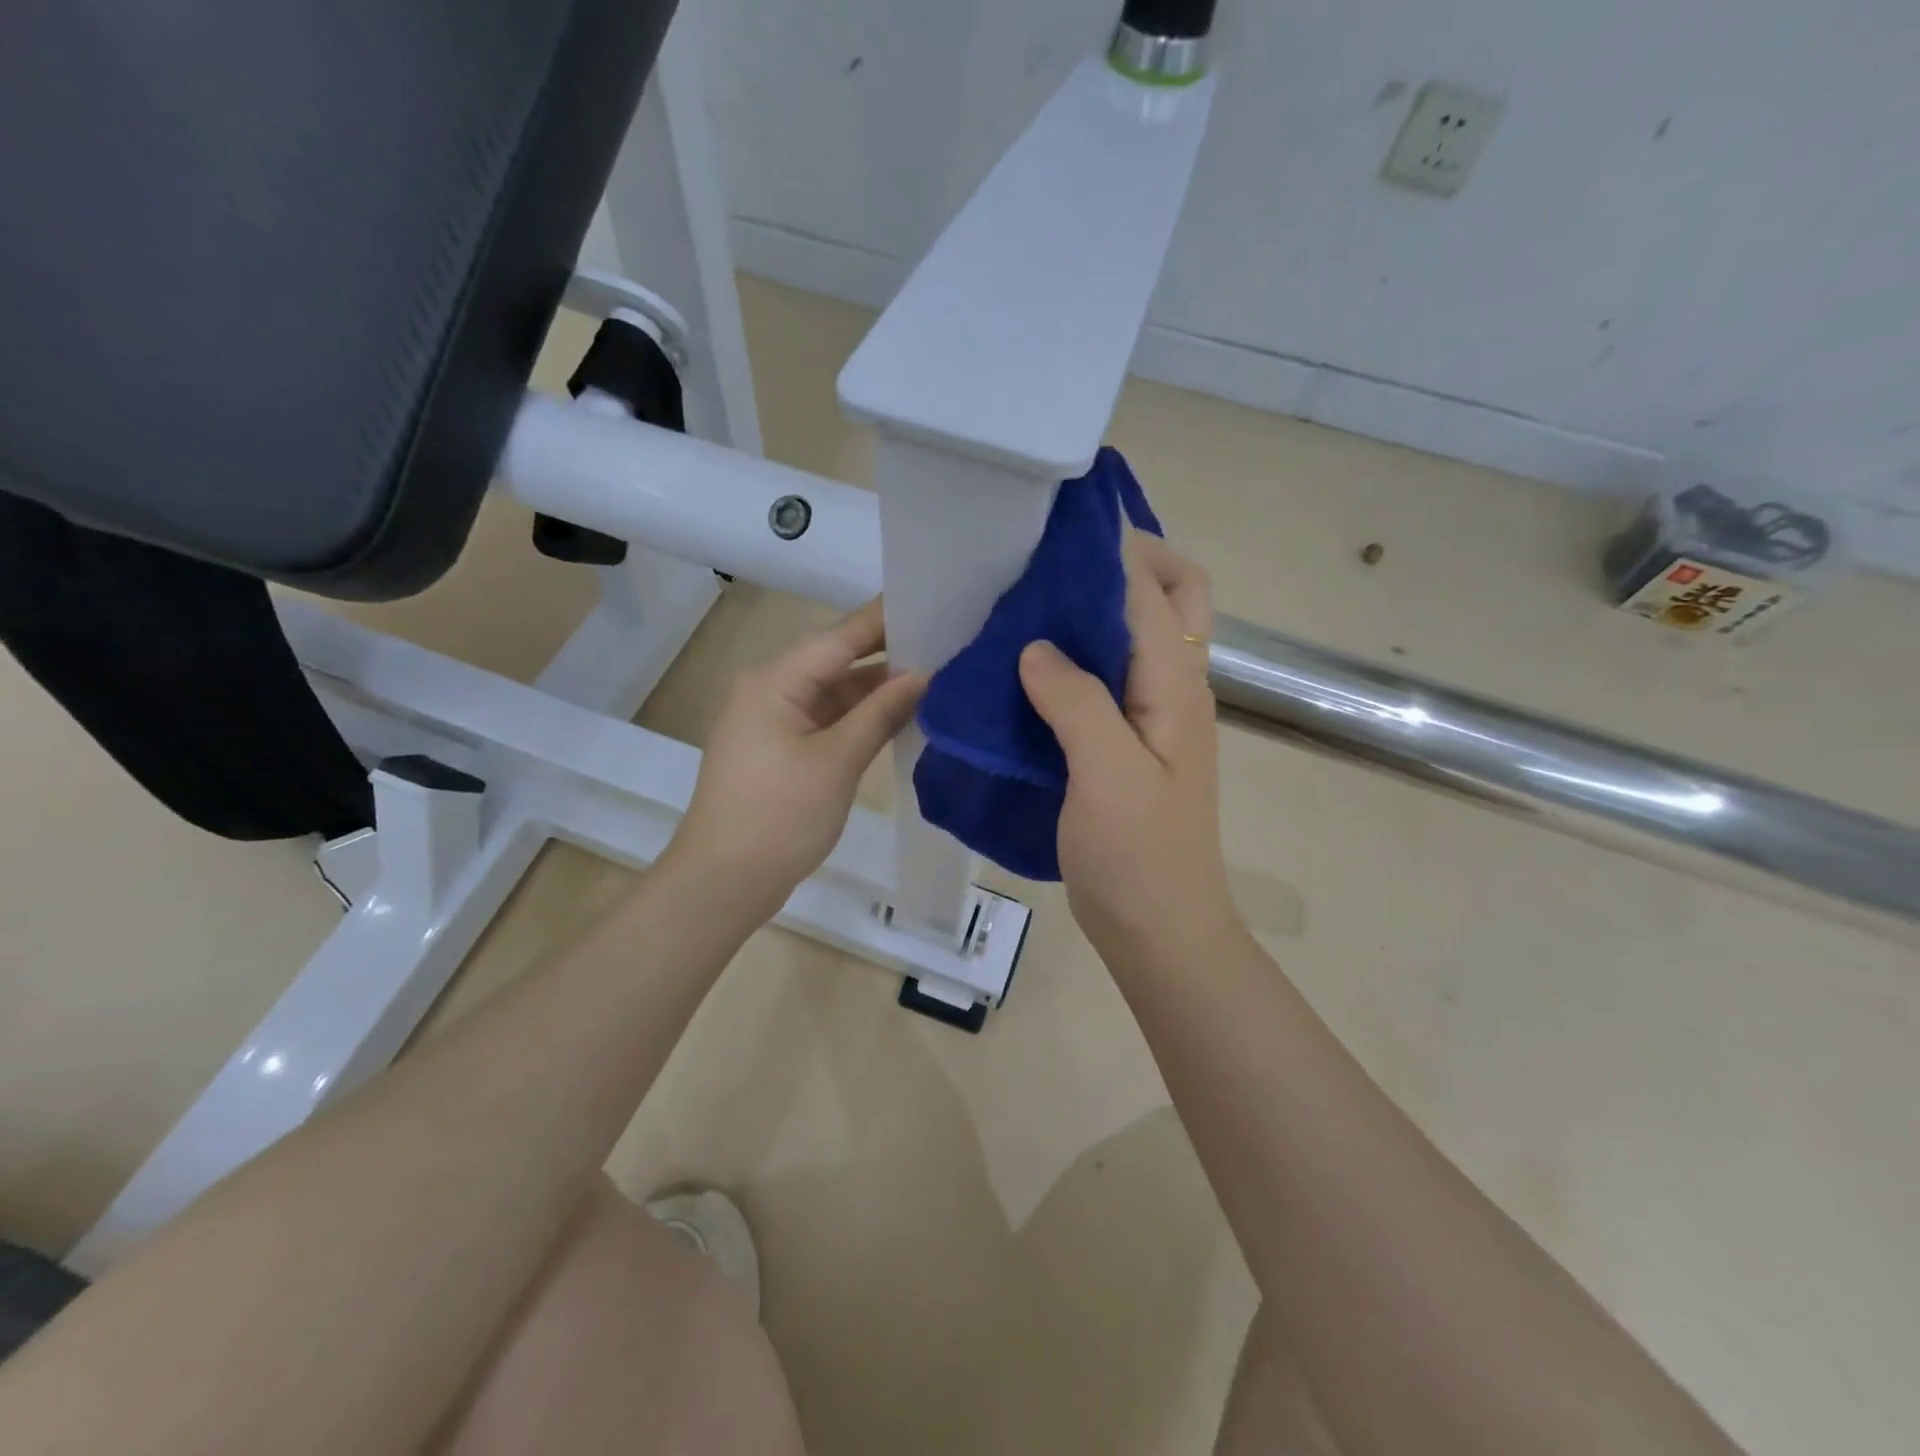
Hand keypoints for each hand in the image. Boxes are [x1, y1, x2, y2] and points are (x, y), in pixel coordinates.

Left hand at [674, 599, 924, 913]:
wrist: (724, 881)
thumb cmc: (779, 816)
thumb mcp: (837, 761)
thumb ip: (881, 713)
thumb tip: (923, 675)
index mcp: (775, 681)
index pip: (840, 636)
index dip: (886, 620)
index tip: (932, 602)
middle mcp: (771, 690)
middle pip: (837, 661)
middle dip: (888, 655)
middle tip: (946, 643)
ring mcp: (775, 721)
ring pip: (834, 693)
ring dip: (877, 691)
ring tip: (936, 677)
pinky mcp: (782, 748)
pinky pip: (827, 720)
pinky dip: (860, 718)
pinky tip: (901, 715)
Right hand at [1018, 532, 1240, 963]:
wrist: (1160, 930)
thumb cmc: (1139, 858)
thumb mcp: (1107, 777)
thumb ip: (1077, 703)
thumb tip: (1036, 646)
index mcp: (1176, 687)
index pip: (1149, 592)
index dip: (1110, 550)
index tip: (1056, 524)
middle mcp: (1174, 688)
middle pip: (1175, 597)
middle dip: (1128, 561)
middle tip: (1059, 558)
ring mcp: (1153, 716)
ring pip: (1139, 633)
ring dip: (1100, 605)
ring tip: (1037, 595)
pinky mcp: (1127, 742)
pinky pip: (1109, 677)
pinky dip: (1079, 654)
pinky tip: (1032, 662)